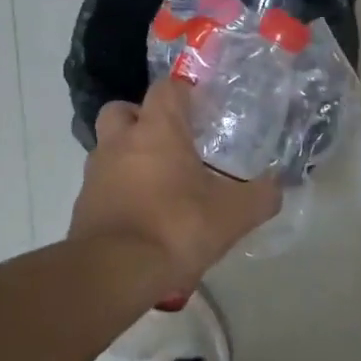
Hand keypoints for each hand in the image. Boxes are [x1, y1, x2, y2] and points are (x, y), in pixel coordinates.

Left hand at [69, 79, 280, 305]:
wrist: (114, 273)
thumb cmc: (176, 227)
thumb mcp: (234, 214)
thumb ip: (261, 197)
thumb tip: (276, 187)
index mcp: (157, 130)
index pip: (166, 87)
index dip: (184, 91)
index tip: (201, 106)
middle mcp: (120, 142)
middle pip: (123, 111)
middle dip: (143, 118)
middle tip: (170, 140)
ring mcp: (96, 174)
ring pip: (109, 149)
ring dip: (130, 157)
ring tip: (159, 183)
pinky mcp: (83, 206)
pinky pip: (104, 186)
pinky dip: (120, 192)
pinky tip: (144, 216)